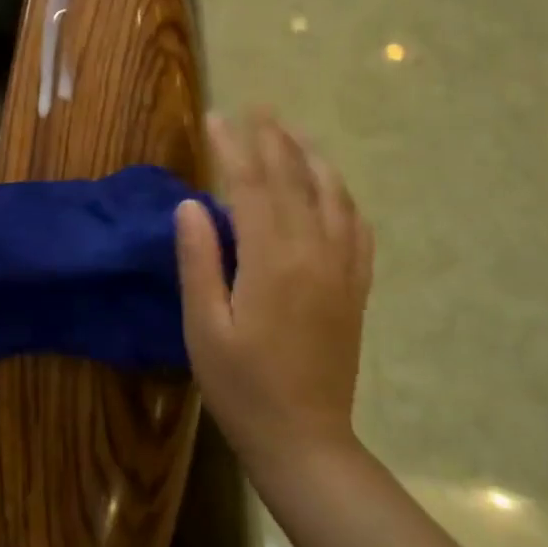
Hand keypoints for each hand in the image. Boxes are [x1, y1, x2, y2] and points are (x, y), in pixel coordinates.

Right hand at [175, 110, 374, 469]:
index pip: (251, 187)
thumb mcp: (204, 327)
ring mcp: (341, 270)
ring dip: (312, 158)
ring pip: (332, 197)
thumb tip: (191, 204)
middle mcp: (313, 254)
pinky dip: (343, 198)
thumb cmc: (241, 387)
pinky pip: (357, 229)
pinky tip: (332, 189)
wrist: (305, 440)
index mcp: (272, 261)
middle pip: (294, 181)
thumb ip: (199, 261)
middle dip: (273, 139)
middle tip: (258, 106)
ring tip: (294, 133)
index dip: (233, 147)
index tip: (216, 117)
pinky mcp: (355, 289)